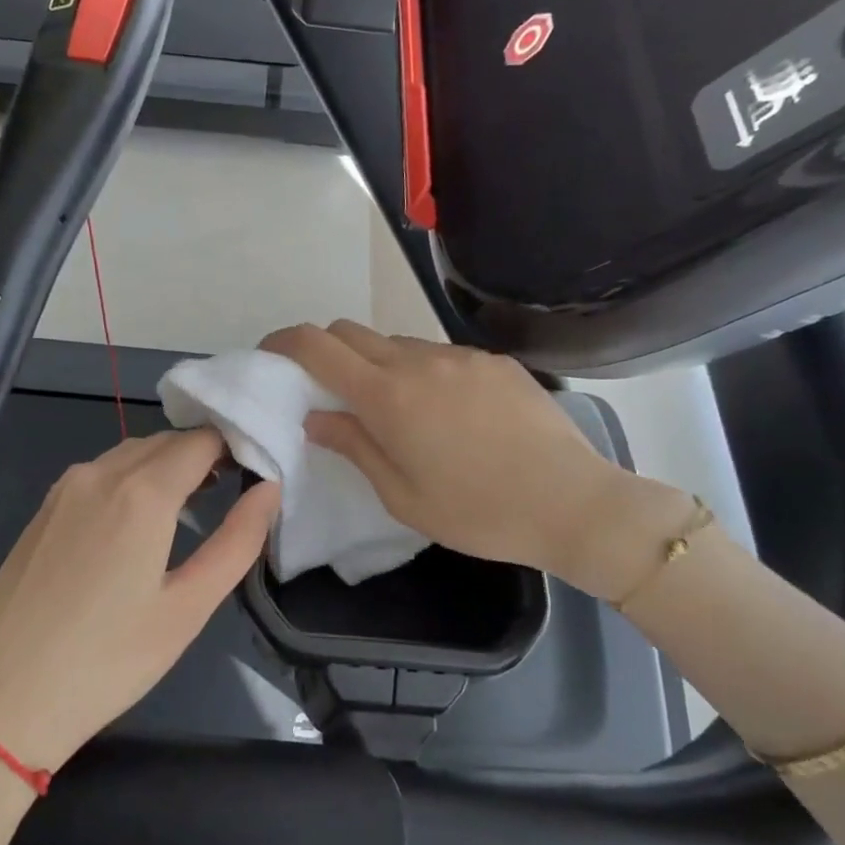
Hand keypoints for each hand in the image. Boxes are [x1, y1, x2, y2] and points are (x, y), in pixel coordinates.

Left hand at [0, 430, 278, 773]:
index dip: (235, 445)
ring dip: (166, 465)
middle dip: (203, 454)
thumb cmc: (106, 661)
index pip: (201, 440)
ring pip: (130, 454)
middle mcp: (100, 473)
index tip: (258, 468)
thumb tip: (270, 489)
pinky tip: (139, 522)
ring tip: (193, 504)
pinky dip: (132, 479)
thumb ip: (237, 541)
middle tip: (232, 488)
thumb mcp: (188, 608)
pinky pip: (100, 474)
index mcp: (141, 492)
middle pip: (165, 441)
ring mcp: (64, 489)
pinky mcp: (43, 510)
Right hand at [259, 321, 637, 589]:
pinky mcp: (494, 361)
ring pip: (397, 342)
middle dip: (327, 351)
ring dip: (377, 363)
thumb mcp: (401, 495)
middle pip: (352, 331)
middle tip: (328, 390)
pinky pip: (439, 354)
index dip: (284, 341)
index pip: (317, 346)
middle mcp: (419, 361)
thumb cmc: (477, 512)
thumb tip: (315, 417)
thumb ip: (353, 445)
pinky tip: (446, 413)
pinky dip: (421, 371)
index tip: (271, 354)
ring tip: (394, 410)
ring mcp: (461, 356)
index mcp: (388, 395)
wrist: (573, 503)